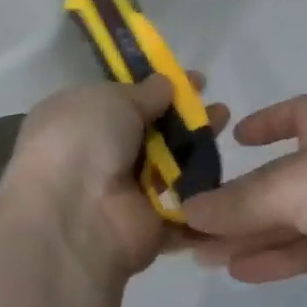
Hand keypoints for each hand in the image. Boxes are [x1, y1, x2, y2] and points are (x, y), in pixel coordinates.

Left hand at [1, 74, 229, 284]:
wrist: (74, 216)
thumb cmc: (81, 142)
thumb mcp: (110, 99)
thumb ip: (142, 92)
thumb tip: (164, 84)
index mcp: (79, 122)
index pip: (124, 103)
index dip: (158, 90)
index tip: (194, 81)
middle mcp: (100, 158)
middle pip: (153, 136)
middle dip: (186, 119)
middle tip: (217, 108)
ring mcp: (127, 195)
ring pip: (172, 168)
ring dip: (200, 149)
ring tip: (227, 126)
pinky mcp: (152, 226)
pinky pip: (185, 206)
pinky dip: (207, 193)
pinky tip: (231, 167)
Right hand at [182, 94, 306, 300]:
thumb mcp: (288, 186)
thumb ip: (236, 203)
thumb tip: (186, 211)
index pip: (290, 114)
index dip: (262, 124)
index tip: (234, 138)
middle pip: (278, 178)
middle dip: (237, 202)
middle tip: (192, 224)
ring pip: (290, 218)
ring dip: (249, 236)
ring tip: (203, 256)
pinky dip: (277, 258)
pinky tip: (241, 272)